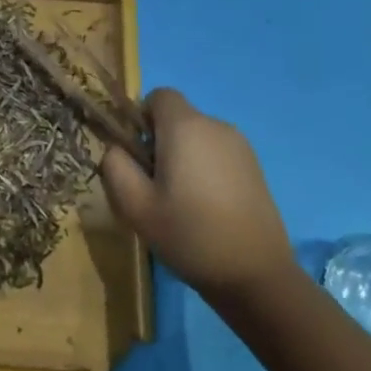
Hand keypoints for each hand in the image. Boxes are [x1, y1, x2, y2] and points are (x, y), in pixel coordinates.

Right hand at [100, 89, 298, 306]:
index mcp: (185, 127)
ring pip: (197, 137)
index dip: (141, 117)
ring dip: (183, 157)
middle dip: (160, 141)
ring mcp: (241, 147)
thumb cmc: (189, 234)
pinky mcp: (255, 168)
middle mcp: (216, 126)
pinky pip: (217, 154)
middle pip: (177, 118)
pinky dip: (205, 169)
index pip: (158, 95)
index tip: (138, 154)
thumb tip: (117, 148)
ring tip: (180, 201)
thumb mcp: (134, 205)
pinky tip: (206, 208)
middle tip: (154, 185)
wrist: (255, 275)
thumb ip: (115, 165)